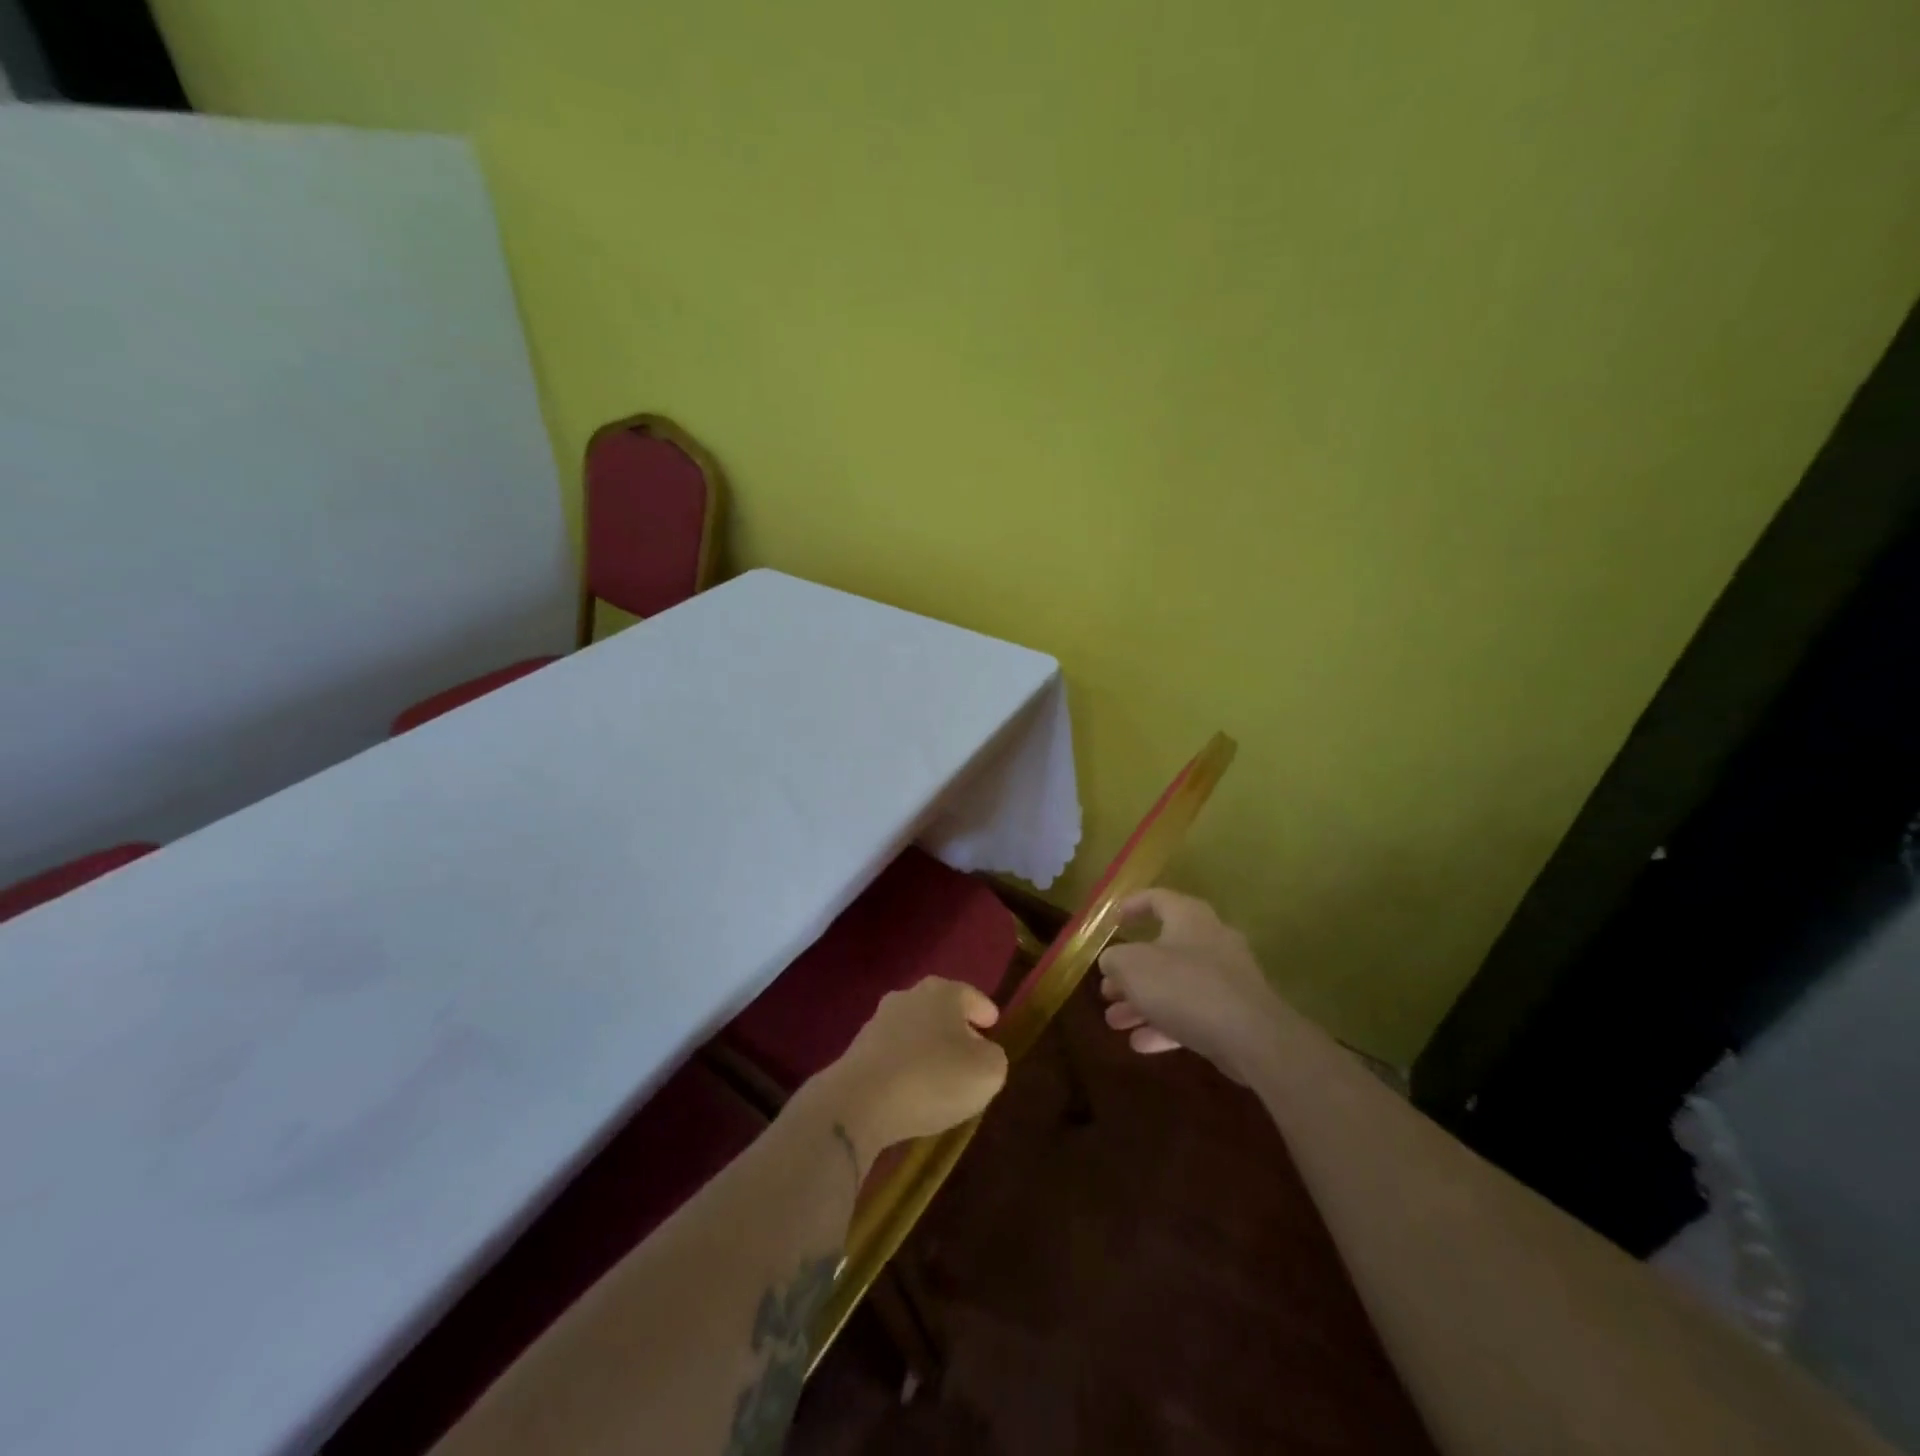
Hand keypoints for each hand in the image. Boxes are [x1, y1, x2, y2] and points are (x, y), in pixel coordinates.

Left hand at [806, 978, 1008, 1164]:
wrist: (860, 1102)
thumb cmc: (933, 1078)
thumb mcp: (987, 1072)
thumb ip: (994, 1057)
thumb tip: (983, 1052)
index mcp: (942, 992)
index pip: (970, 995)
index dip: (984, 1010)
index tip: (993, 1023)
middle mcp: (908, 997)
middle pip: (939, 1008)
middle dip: (955, 1026)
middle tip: (971, 1049)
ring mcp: (878, 1021)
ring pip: (914, 1029)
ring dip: (928, 1046)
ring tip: (941, 1074)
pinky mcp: (858, 1050)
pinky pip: (894, 1053)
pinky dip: (906, 1065)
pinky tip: (913, 1088)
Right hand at [1098, 888, 1287, 1083]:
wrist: (1251, 1038)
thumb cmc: (1184, 986)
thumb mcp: (1132, 967)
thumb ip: (1115, 959)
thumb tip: (1113, 961)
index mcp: (1189, 917)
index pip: (1157, 899)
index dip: (1132, 906)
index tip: (1112, 921)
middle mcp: (1210, 940)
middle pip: (1162, 950)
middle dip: (1130, 972)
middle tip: (1107, 989)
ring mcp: (1226, 979)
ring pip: (1175, 985)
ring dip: (1142, 1002)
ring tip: (1114, 1021)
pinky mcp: (1234, 1013)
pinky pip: (1192, 1013)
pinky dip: (1165, 1024)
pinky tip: (1140, 1044)